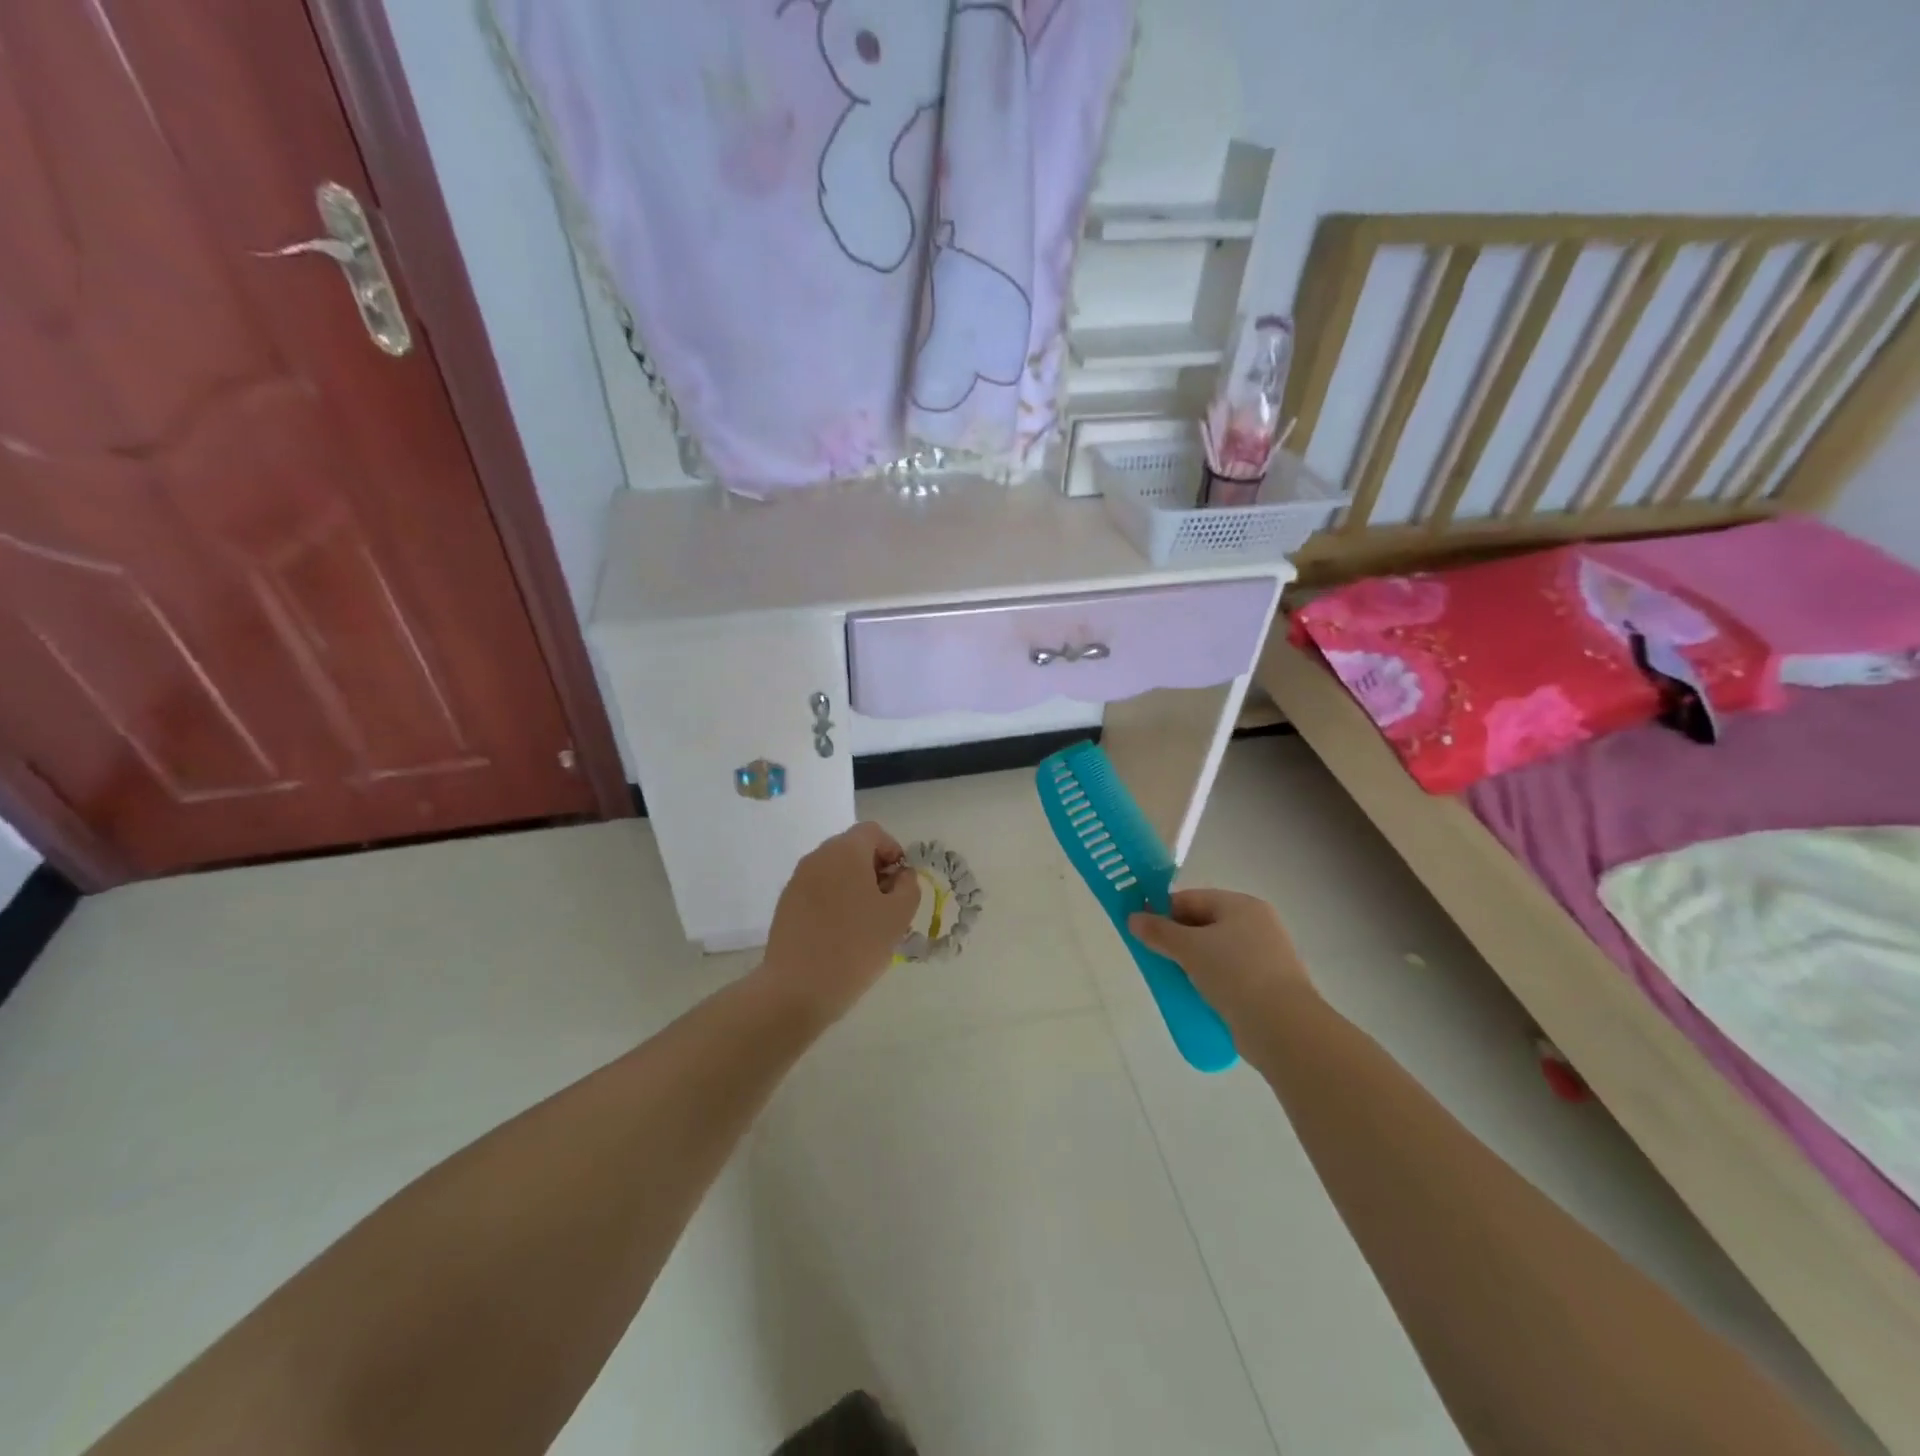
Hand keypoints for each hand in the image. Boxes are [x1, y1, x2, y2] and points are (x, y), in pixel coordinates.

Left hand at [760, 822, 921, 1023]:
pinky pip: (817, 891)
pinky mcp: (785, 904)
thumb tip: (901, 875)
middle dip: (873, 869)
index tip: (901, 883)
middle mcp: (817, 857)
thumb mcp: (898, 916)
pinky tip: (839, 934)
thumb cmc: (856, 946)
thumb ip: (908, 886)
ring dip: (853, 886)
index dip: (893, 851)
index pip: (873, 832)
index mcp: (845, 851)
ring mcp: (797, 881)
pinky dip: (833, 902)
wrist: (797, 989)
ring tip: (865, 923)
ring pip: (834, 871)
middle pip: (852, 849)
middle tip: (887, 904)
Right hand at [1129, 889, 1313, 1034]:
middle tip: (1152, 955)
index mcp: (1242, 905)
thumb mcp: (1189, 948)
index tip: (1141, 928)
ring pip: (1216, 951)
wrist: (1283, 1027)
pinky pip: (1229, 975)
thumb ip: (1159, 931)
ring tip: (1171, 977)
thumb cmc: (1235, 973)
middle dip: (1177, 938)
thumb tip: (1133, 918)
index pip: (1192, 898)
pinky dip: (1210, 981)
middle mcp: (1257, 925)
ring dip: (1192, 962)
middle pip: (1204, 923)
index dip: (1163, 910)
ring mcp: (1266, 956)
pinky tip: (1194, 995)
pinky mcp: (1267, 986)